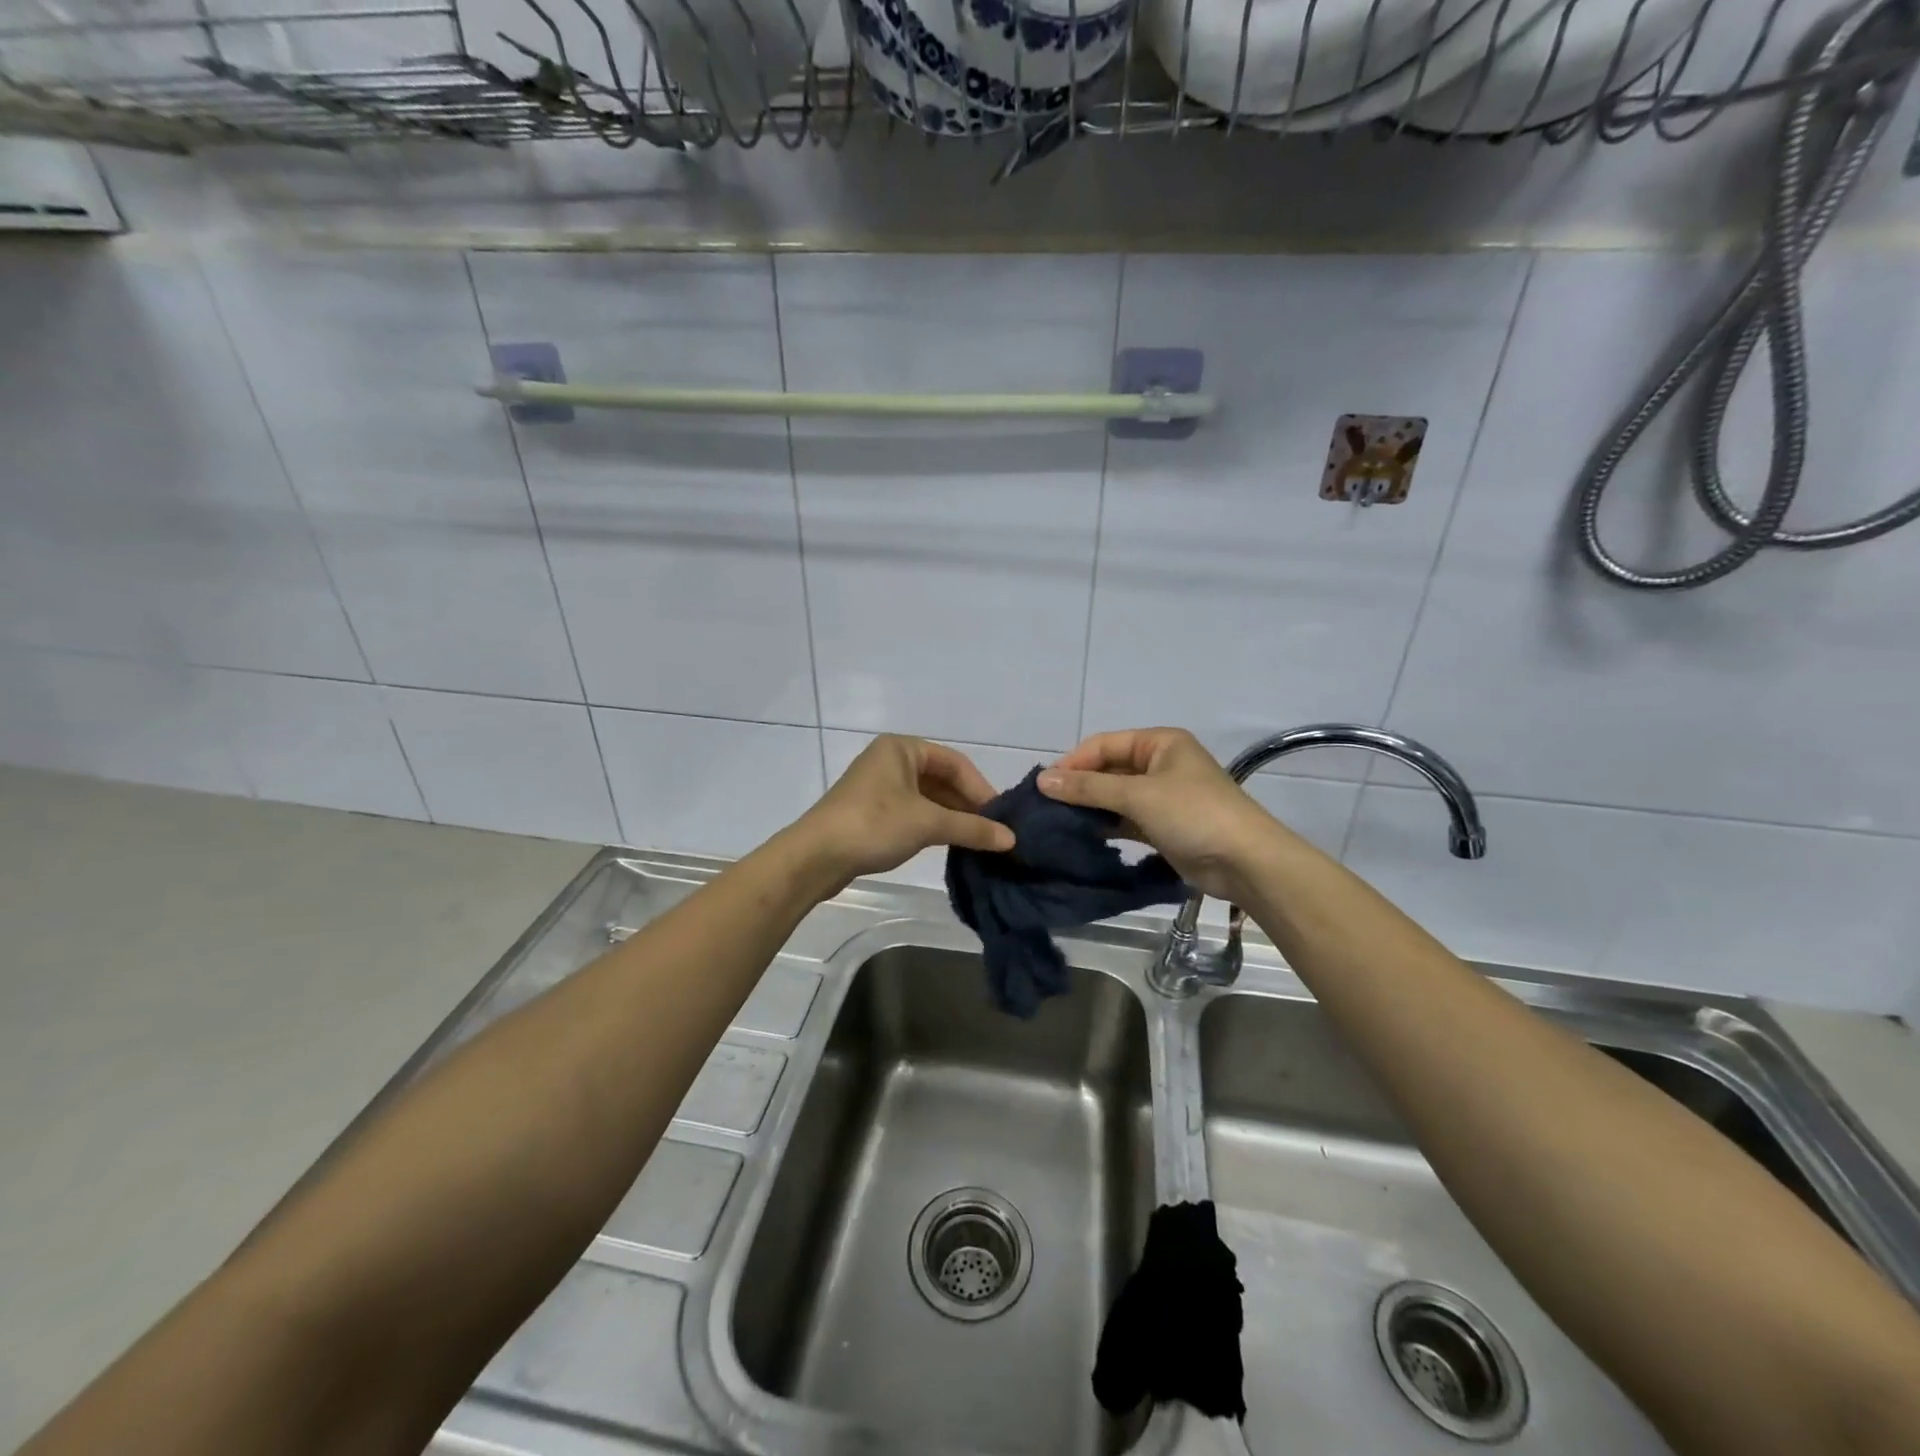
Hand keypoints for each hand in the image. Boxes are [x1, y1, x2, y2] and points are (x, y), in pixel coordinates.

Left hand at [794, 735, 1015, 888]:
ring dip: (952, 817)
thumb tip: (1011, 839)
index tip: (1001, 818)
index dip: (981, 789)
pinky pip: (913, 811)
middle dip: (967, 805)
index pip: (955, 763)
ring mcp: (879, 786)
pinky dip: (933, 825)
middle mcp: (891, 760)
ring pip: (928, 797)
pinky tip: (949, 844)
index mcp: (902, 748)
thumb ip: (972, 828)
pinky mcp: (871, 811)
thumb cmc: (874, 825)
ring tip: (977, 840)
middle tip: (993, 831)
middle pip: (942, 779)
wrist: (816, 857)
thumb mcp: (928, 824)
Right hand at [1038, 728, 1279, 901]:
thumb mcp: (1138, 795)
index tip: (1043, 786)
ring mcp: (1163, 796)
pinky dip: (1106, 825)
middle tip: (1045, 807)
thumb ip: (1089, 788)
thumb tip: (1043, 780)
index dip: (1073, 762)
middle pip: (1109, 769)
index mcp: (1159, 743)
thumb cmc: (1193, 814)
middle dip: (1079, 786)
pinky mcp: (1163, 825)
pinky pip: (1126, 819)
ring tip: (1056, 823)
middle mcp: (1160, 764)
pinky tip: (1082, 836)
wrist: (1245, 862)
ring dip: (1090, 807)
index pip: (1104, 744)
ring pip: (1115, 796)